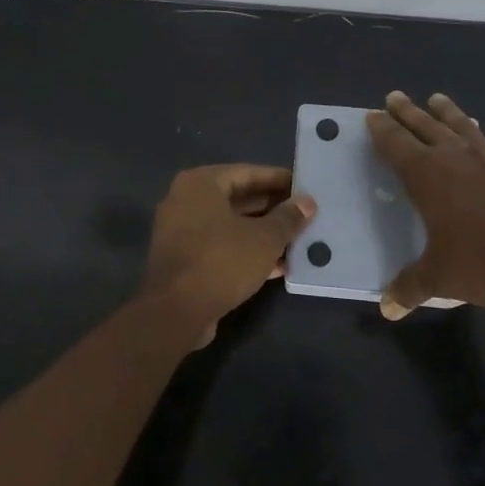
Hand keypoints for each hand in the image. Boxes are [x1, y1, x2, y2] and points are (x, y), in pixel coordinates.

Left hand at [137, 165, 316, 347]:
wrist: (177, 312)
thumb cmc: (222, 261)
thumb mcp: (265, 238)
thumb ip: (288, 218)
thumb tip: (307, 202)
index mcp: (201, 184)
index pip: (247, 172)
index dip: (278, 179)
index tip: (304, 186)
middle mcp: (186, 201)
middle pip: (238, 198)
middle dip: (273, 208)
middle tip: (304, 213)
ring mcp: (182, 232)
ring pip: (231, 225)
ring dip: (263, 233)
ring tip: (298, 239)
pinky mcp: (185, 260)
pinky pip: (221, 247)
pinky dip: (247, 252)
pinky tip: (279, 265)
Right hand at [367, 91, 484, 318]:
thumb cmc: (483, 262)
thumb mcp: (439, 278)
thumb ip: (410, 287)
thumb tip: (387, 308)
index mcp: (427, 176)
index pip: (396, 145)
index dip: (382, 130)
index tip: (372, 116)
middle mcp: (455, 158)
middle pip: (425, 126)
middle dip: (407, 112)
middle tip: (394, 97)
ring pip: (460, 126)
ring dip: (445, 112)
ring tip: (437, 99)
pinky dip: (475, 132)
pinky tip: (477, 134)